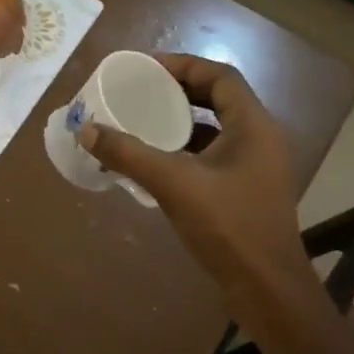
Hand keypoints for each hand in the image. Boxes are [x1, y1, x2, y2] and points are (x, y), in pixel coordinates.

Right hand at [79, 54, 303, 288]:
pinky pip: (213, 156)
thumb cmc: (228, 227)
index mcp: (253, 126)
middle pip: (218, 98)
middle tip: (140, 91)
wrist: (266, 289)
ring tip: (142, 121)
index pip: (220, 76)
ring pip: (215, 129)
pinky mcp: (245, 190)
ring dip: (181, 121)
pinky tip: (156, 162)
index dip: (183, 65)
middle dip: (178, 91)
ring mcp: (255, 167)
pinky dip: (185, 151)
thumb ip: (130, 154)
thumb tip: (87, 130)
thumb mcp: (174, 184)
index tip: (146, 69)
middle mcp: (259, 139)